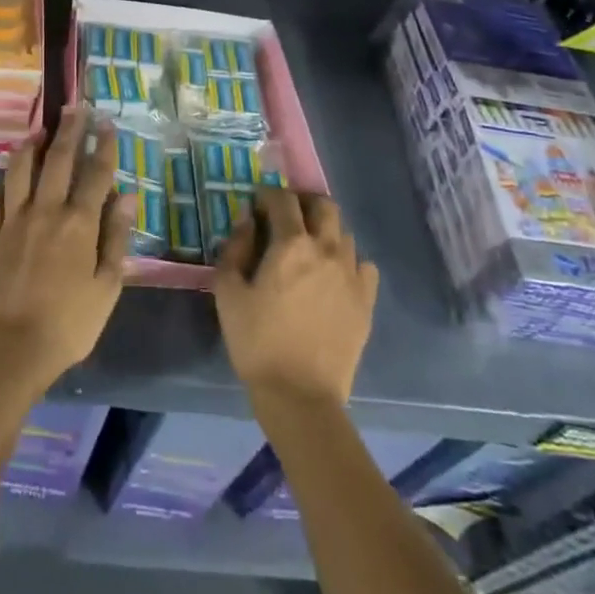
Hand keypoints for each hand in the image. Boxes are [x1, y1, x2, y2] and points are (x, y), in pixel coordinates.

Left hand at [0, 108, 132, 396]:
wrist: (13, 348)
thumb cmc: (70, 323)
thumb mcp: (108, 286)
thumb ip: (117, 238)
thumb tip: (127, 198)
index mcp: (79, 222)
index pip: (95, 173)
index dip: (103, 145)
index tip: (107, 123)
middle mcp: (45, 210)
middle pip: (58, 159)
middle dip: (69, 129)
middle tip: (75, 107)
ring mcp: (13, 219)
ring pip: (20, 170)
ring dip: (31, 146)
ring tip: (39, 131)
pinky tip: (4, 184)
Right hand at [215, 190, 377, 410]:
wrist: (301, 397)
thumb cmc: (257, 342)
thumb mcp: (227, 293)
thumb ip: (234, 249)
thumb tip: (245, 222)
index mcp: (291, 244)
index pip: (282, 199)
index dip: (266, 196)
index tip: (255, 208)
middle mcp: (327, 249)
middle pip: (324, 205)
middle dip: (303, 204)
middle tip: (286, 219)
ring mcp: (352, 275)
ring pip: (344, 233)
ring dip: (324, 232)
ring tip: (308, 251)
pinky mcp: (366, 301)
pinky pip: (363, 265)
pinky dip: (347, 262)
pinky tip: (333, 277)